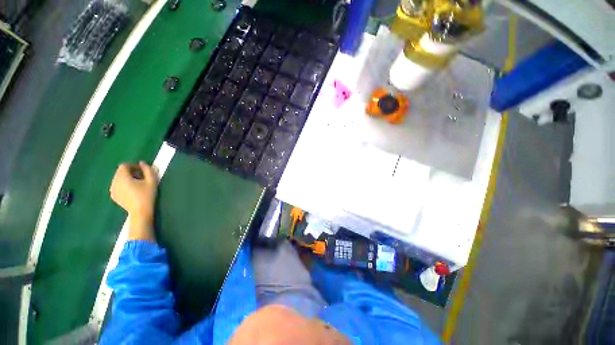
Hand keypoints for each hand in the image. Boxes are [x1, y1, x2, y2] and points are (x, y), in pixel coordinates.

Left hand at [110, 162, 157, 240]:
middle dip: (130, 172)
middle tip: (142, 177)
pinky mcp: (113, 196)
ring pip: (118, 179)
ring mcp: (112, 189)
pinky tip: (132, 191)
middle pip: (120, 172)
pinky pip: (117, 185)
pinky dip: (124, 185)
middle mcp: (114, 182)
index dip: (134, 166)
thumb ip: (148, 169)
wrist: (140, 212)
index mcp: (122, 177)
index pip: (124, 165)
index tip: (143, 171)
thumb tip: (142, 163)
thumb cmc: (147, 195)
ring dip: (127, 178)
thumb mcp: (152, 181)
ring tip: (137, 185)